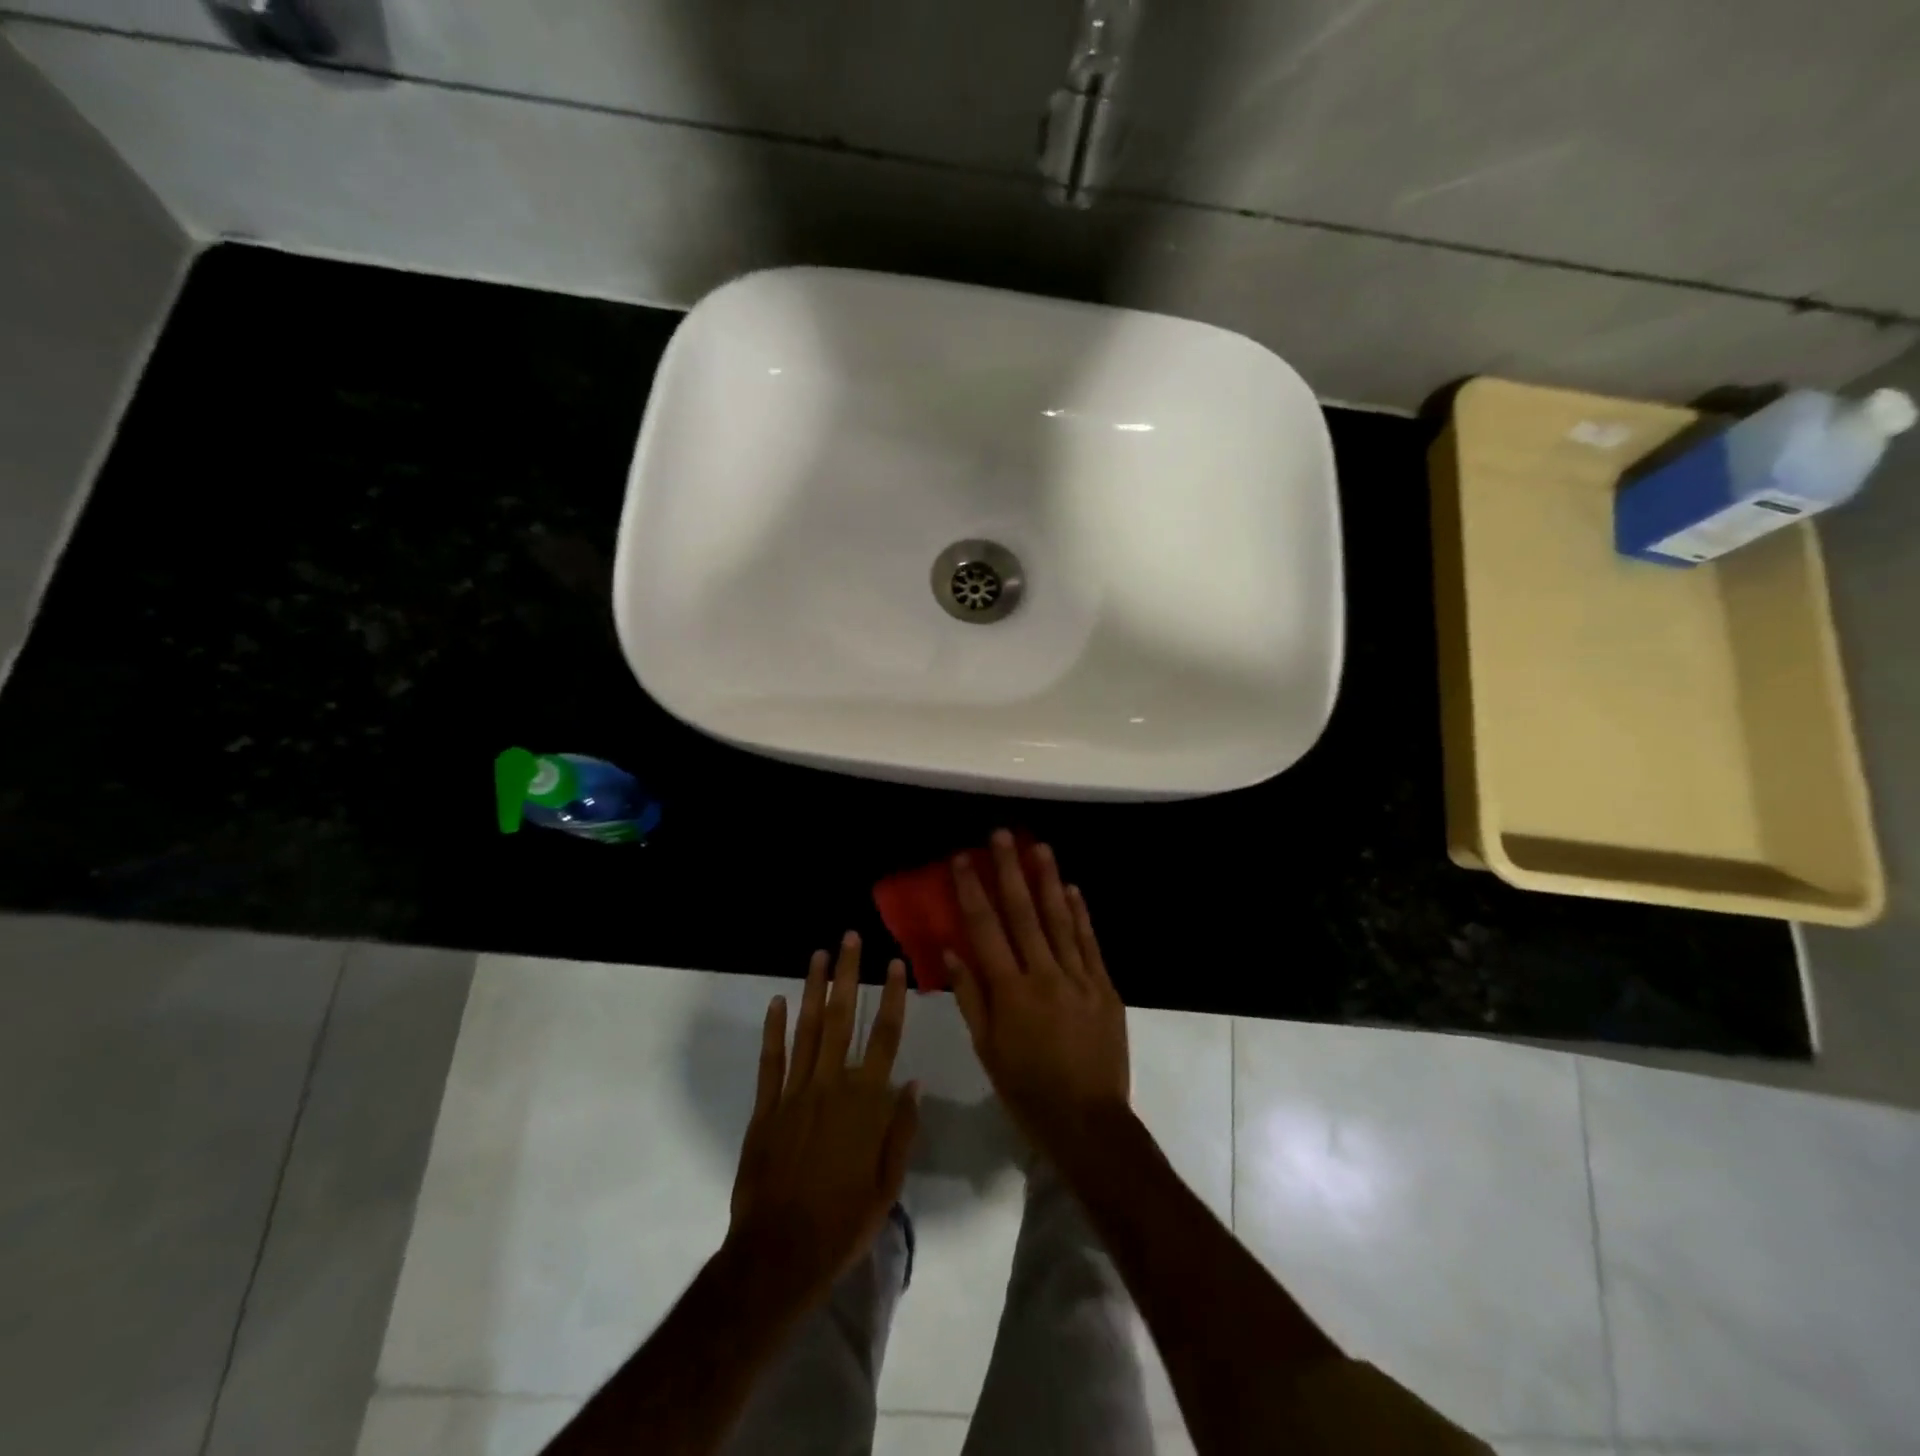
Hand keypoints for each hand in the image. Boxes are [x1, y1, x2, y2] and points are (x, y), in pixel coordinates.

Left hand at [727, 933, 918, 1313]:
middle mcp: (830, 1086)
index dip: (892, 997)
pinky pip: (770, 1062)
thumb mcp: (888, 1185)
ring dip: (812, 989)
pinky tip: (776, 1001)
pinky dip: (773, 1030)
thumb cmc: (842, 1223)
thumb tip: (913, 1083)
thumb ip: (901, 1131)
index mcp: (864, 1103)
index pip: (884, 1037)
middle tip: (848, 939)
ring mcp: (794, 1094)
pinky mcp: (765, 1109)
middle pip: (841, 1019)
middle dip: (846, 975)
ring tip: (817, 955)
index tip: (895, 963)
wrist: (779, 1256)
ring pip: (805, 1030)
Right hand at [946, 831, 1128, 1162]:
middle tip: (1001, 835)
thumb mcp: (987, 1050)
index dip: (973, 891)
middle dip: (1010, 870)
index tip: (963, 859)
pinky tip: (1072, 889)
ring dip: (1048, 880)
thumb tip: (951, 950)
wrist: (1089, 1122)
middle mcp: (1045, 975)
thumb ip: (970, 996)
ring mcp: (1080, 978)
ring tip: (1039, 846)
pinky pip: (1090, 943)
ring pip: (1061, 920)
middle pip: (1024, 913)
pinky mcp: (1105, 987)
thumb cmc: (1027, 1091)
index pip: (986, 930)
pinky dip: (1080, 914)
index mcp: (1011, 992)